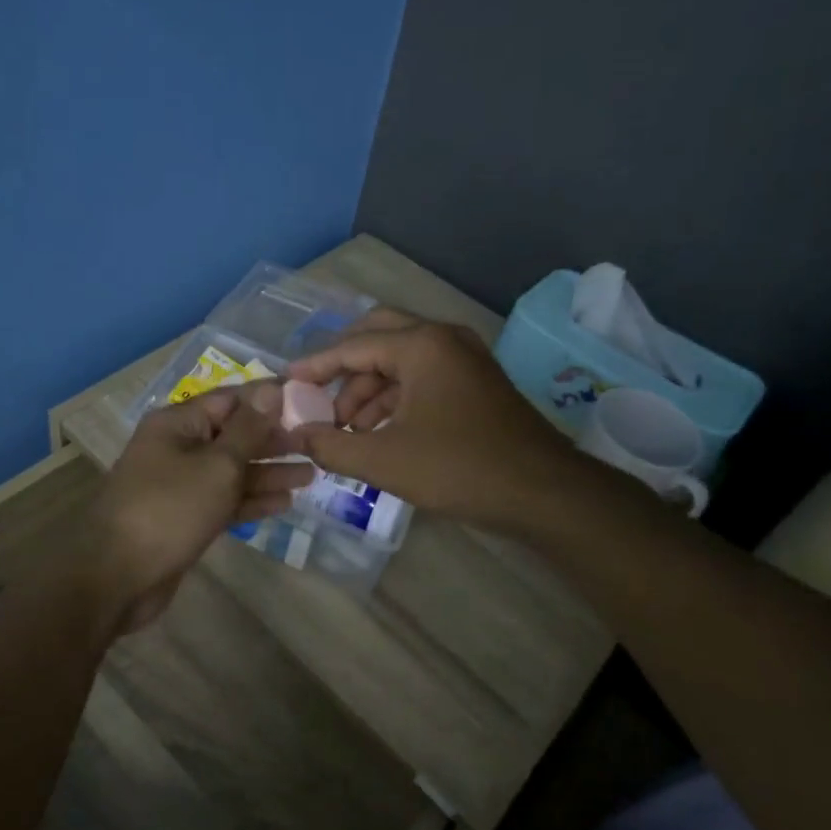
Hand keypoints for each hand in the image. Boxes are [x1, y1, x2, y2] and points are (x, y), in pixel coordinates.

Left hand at [85, 382, 312, 632]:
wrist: (115, 577)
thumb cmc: (169, 509)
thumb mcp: (217, 465)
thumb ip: (248, 430)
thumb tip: (271, 390)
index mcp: (178, 423)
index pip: (231, 399)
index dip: (270, 399)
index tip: (309, 401)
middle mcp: (177, 447)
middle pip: (233, 435)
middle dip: (273, 439)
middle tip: (316, 442)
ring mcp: (180, 485)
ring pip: (231, 471)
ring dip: (268, 471)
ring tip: (312, 473)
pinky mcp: (185, 518)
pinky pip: (224, 500)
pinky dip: (251, 500)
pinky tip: (285, 502)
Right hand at [286, 310, 576, 534]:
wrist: (544, 493)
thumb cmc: (459, 468)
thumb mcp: (384, 460)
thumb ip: (332, 444)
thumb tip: (299, 435)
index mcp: (421, 344)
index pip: (352, 346)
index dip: (315, 366)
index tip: (287, 382)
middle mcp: (443, 338)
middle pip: (377, 337)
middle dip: (344, 368)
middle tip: (318, 396)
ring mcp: (464, 358)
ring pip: (401, 360)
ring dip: (368, 388)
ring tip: (345, 429)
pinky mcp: (475, 381)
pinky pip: (422, 376)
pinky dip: (395, 398)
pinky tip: (378, 431)